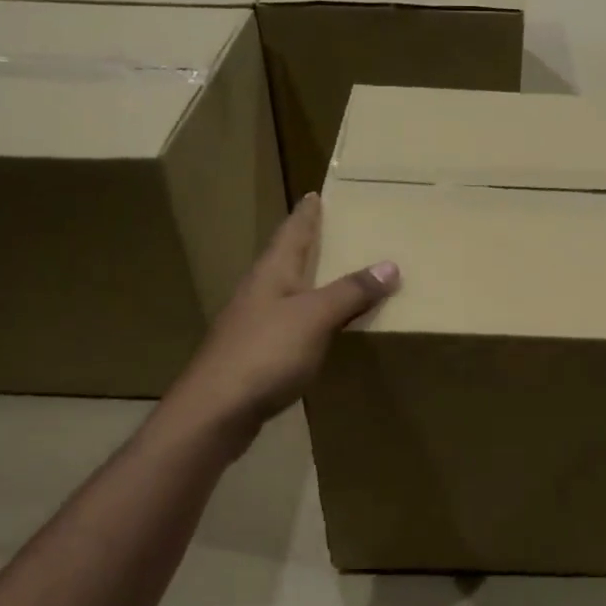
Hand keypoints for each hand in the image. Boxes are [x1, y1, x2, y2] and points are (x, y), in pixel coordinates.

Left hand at [165, 193, 398, 450]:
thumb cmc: (265, 353)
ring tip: (334, 274)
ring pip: (287, 291)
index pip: (292, 232)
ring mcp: (253, 323)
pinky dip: (309, 316)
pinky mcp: (255, 354)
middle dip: (308, 243)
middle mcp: (260, 291)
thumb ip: (351, 291)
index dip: (306, 213)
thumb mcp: (315, 317)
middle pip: (286, 258)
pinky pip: (289, 323)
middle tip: (334, 229)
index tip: (316, 193)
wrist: (215, 411)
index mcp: (272, 272)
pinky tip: (320, 327)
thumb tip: (390, 264)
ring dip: (310, 280)